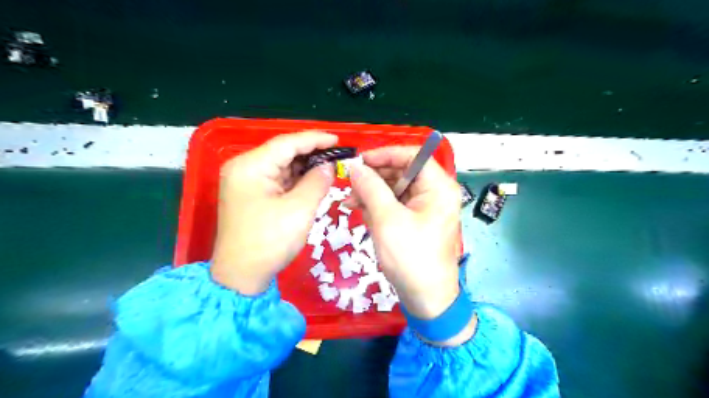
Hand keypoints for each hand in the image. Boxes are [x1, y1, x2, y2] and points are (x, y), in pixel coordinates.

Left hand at [210, 130, 336, 294]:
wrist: (241, 276)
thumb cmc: (269, 242)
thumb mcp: (299, 210)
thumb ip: (317, 182)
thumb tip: (329, 166)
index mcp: (250, 166)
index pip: (287, 143)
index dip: (315, 139)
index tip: (338, 140)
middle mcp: (244, 168)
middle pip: (283, 152)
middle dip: (311, 154)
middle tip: (338, 156)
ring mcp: (246, 182)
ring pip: (282, 166)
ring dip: (305, 167)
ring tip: (330, 167)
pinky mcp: (251, 195)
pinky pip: (278, 180)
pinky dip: (296, 180)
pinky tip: (314, 180)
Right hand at [343, 147, 459, 321]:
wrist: (426, 299)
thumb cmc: (410, 257)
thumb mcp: (386, 219)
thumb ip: (370, 187)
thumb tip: (354, 166)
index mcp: (438, 187)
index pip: (413, 155)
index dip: (385, 154)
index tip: (361, 161)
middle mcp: (435, 193)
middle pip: (402, 172)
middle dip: (375, 178)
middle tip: (350, 184)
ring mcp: (426, 208)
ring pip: (396, 189)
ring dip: (373, 194)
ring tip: (351, 202)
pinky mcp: (417, 221)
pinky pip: (396, 205)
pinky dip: (379, 207)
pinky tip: (362, 213)